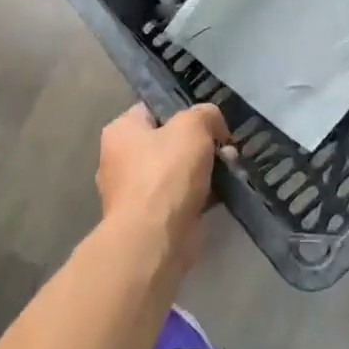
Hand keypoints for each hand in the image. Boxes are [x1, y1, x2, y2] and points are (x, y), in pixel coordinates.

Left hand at [96, 103, 230, 242]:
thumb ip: (205, 114)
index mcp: (120, 132)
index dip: (183, 111)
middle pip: (166, 142)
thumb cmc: (166, 173)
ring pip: (175, 172)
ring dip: (202, 171)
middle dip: (198, 144)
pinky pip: (178, 199)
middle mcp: (119, 160)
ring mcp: (132, 194)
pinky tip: (221, 195)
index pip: (153, 110)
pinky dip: (198, 196)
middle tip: (224, 149)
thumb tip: (213, 125)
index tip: (209, 122)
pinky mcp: (147, 221)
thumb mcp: (193, 125)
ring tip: (229, 171)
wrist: (154, 239)